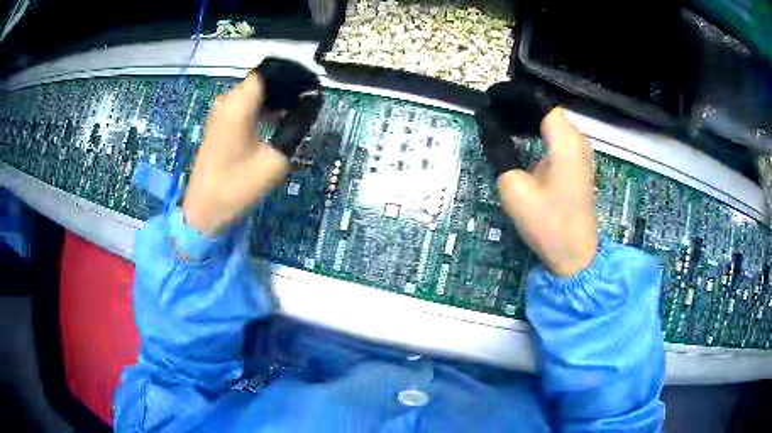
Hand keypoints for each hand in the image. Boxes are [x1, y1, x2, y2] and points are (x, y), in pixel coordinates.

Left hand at [183, 60, 321, 235]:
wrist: (204, 211)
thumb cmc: (238, 187)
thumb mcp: (275, 159)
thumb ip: (295, 128)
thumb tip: (309, 108)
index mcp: (239, 105)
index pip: (268, 73)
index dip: (291, 76)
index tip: (310, 88)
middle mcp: (227, 102)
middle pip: (260, 82)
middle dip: (284, 88)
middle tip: (307, 102)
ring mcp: (220, 114)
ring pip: (251, 94)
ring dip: (273, 99)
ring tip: (295, 112)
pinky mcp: (218, 126)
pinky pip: (243, 107)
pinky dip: (260, 109)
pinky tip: (275, 122)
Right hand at [476, 79, 597, 276]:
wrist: (574, 254)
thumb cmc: (546, 223)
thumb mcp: (514, 187)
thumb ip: (499, 149)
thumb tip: (486, 122)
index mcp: (565, 140)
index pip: (538, 100)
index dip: (512, 96)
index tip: (489, 100)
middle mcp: (577, 139)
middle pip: (546, 108)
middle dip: (517, 106)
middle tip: (490, 112)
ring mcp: (581, 151)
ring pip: (552, 120)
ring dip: (527, 118)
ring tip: (500, 121)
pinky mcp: (579, 162)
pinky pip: (558, 135)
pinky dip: (538, 131)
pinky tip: (521, 137)